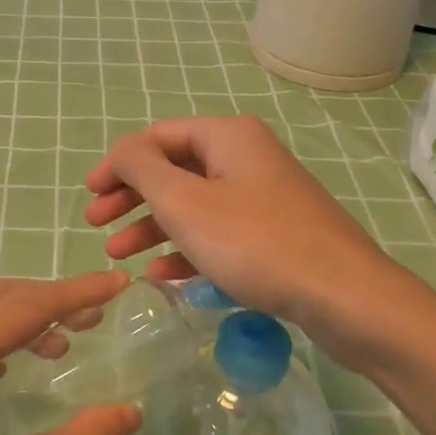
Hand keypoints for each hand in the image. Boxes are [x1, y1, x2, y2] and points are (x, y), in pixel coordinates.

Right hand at [84, 116, 435, 363]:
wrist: (346, 297)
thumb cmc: (255, 242)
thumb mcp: (183, 201)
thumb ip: (141, 167)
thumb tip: (122, 149)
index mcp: (227, 137)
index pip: (157, 137)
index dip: (118, 164)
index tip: (89, 196)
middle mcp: (246, 157)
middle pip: (174, 169)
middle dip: (131, 197)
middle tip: (96, 225)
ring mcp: (264, 197)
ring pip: (194, 204)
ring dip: (152, 226)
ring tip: (118, 254)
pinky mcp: (276, 234)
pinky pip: (219, 232)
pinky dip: (186, 248)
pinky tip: (161, 274)